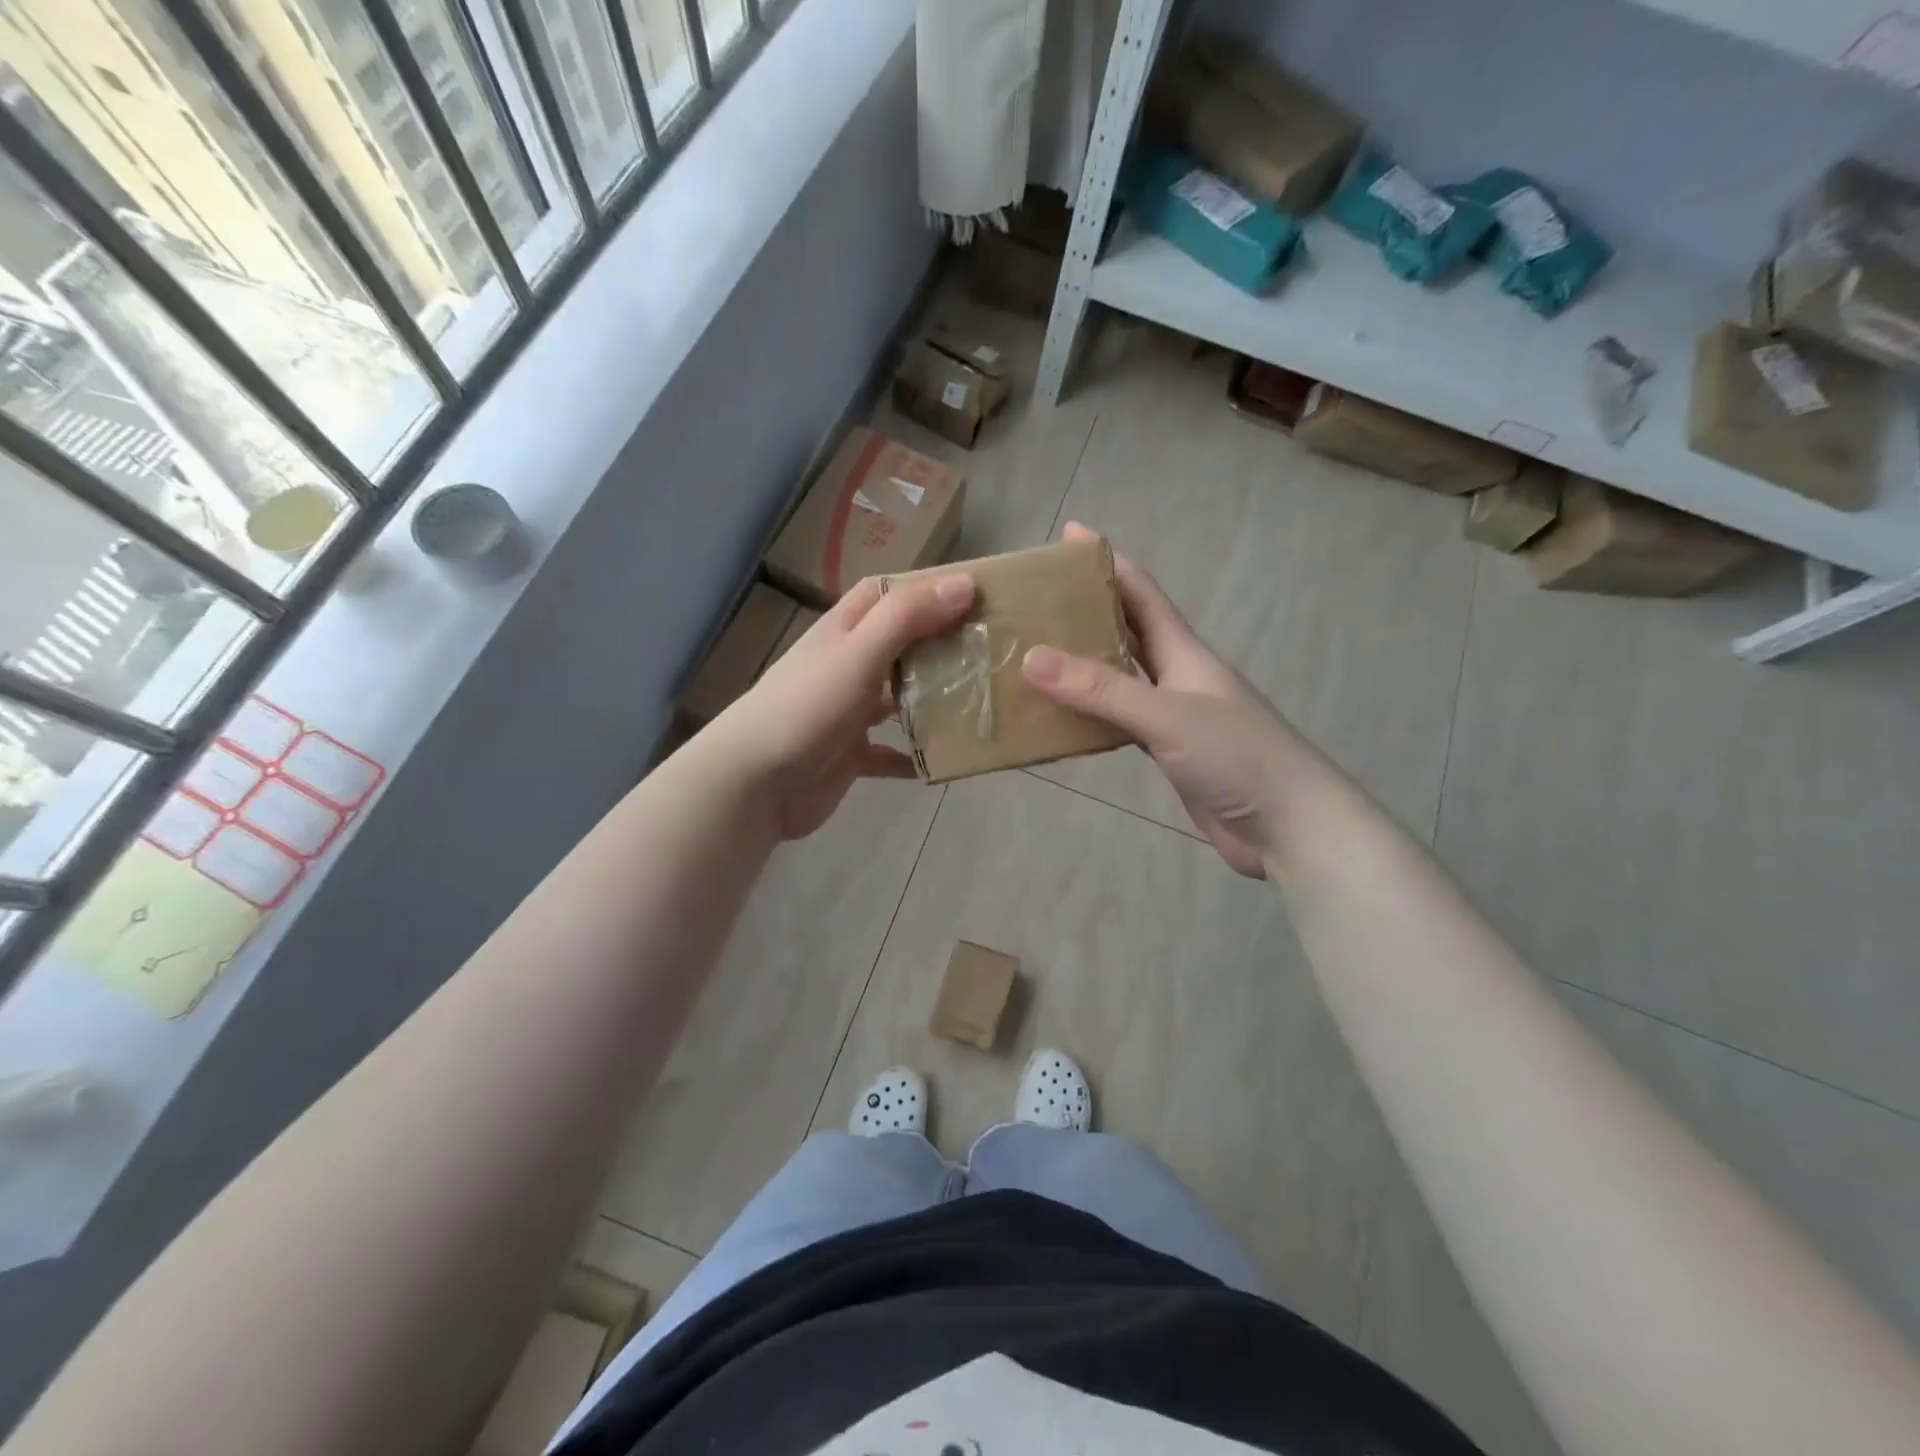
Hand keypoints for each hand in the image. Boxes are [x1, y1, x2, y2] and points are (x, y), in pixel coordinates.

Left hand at [707, 572, 973, 838]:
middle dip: (940, 645)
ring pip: (899, 698)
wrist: (754, 783)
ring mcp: (847, 712)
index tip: (973, 594)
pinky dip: (915, 755)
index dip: (924, 588)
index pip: (885, 594)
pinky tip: (946, 761)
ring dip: (933, 700)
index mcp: (844, 631)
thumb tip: (964, 584)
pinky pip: (891, 753)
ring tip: (980, 701)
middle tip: (990, 650)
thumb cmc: (806, 708)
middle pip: (900, 645)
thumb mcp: (858, 653)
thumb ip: (907, 618)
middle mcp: (847, 665)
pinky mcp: (850, 755)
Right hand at [1021, 523, 1296, 878]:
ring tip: (1031, 655)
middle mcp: (1176, 675)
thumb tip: (1032, 658)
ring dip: (1081, 664)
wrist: (1289, 827)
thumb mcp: (1169, 716)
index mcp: (1183, 651)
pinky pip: (1118, 721)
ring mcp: (1172, 714)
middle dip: (1084, 609)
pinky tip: (1060, 718)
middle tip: (1033, 602)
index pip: (1140, 592)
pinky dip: (1089, 714)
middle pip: (1126, 630)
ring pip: (1119, 677)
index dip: (1106, 562)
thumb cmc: (1238, 757)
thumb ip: (1103, 690)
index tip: (1068, 536)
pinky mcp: (1167, 751)